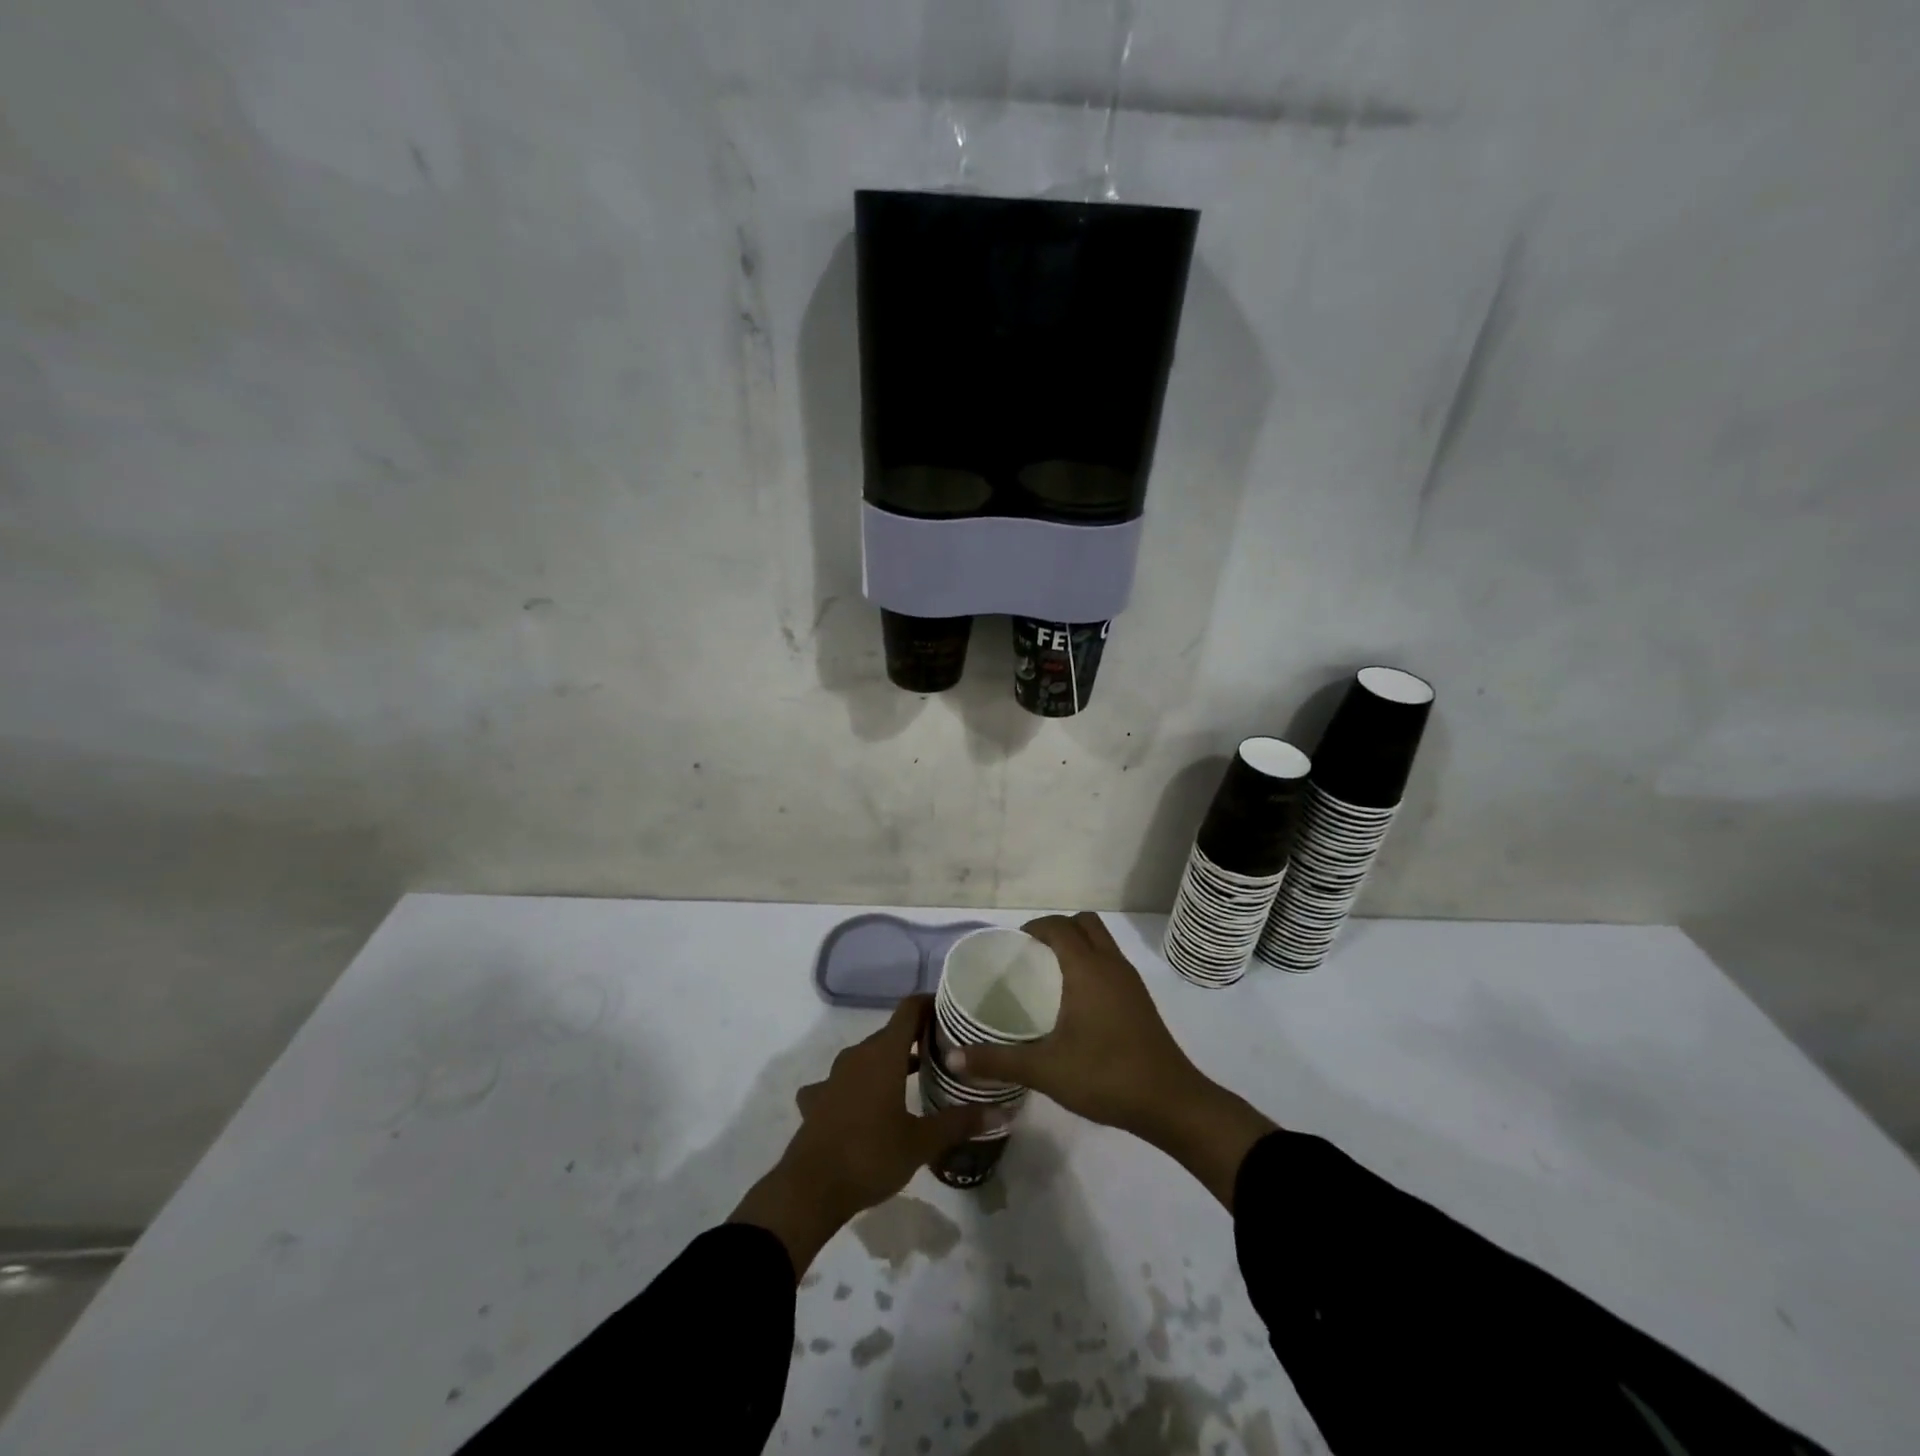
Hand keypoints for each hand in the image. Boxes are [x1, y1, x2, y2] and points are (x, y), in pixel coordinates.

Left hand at [729, 995, 997, 1275]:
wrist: (810, 1190)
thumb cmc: (871, 1156)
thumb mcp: (922, 1142)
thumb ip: (961, 1122)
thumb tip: (1004, 1111)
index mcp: (884, 1053)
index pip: (909, 1009)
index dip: (930, 1004)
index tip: (952, 1012)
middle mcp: (857, 1055)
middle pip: (891, 1033)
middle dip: (917, 1038)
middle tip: (945, 1052)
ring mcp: (833, 1076)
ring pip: (867, 1057)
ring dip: (889, 1062)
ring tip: (914, 1078)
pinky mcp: (817, 1099)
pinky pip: (841, 1082)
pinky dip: (857, 1087)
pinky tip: (862, 1106)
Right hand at [945, 912, 1276, 1208]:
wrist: (1171, 1103)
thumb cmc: (1105, 1076)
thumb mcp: (1045, 1070)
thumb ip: (998, 1060)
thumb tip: (953, 1058)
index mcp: (1087, 969)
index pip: (1058, 926)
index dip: (1033, 928)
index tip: (1011, 947)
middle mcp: (1111, 964)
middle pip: (1084, 923)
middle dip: (1056, 929)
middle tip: (1030, 956)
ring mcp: (1130, 981)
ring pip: (1101, 941)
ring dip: (1077, 945)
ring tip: (1048, 975)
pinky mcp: (1140, 1000)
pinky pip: (1111, 962)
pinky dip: (1091, 964)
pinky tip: (1074, 1002)